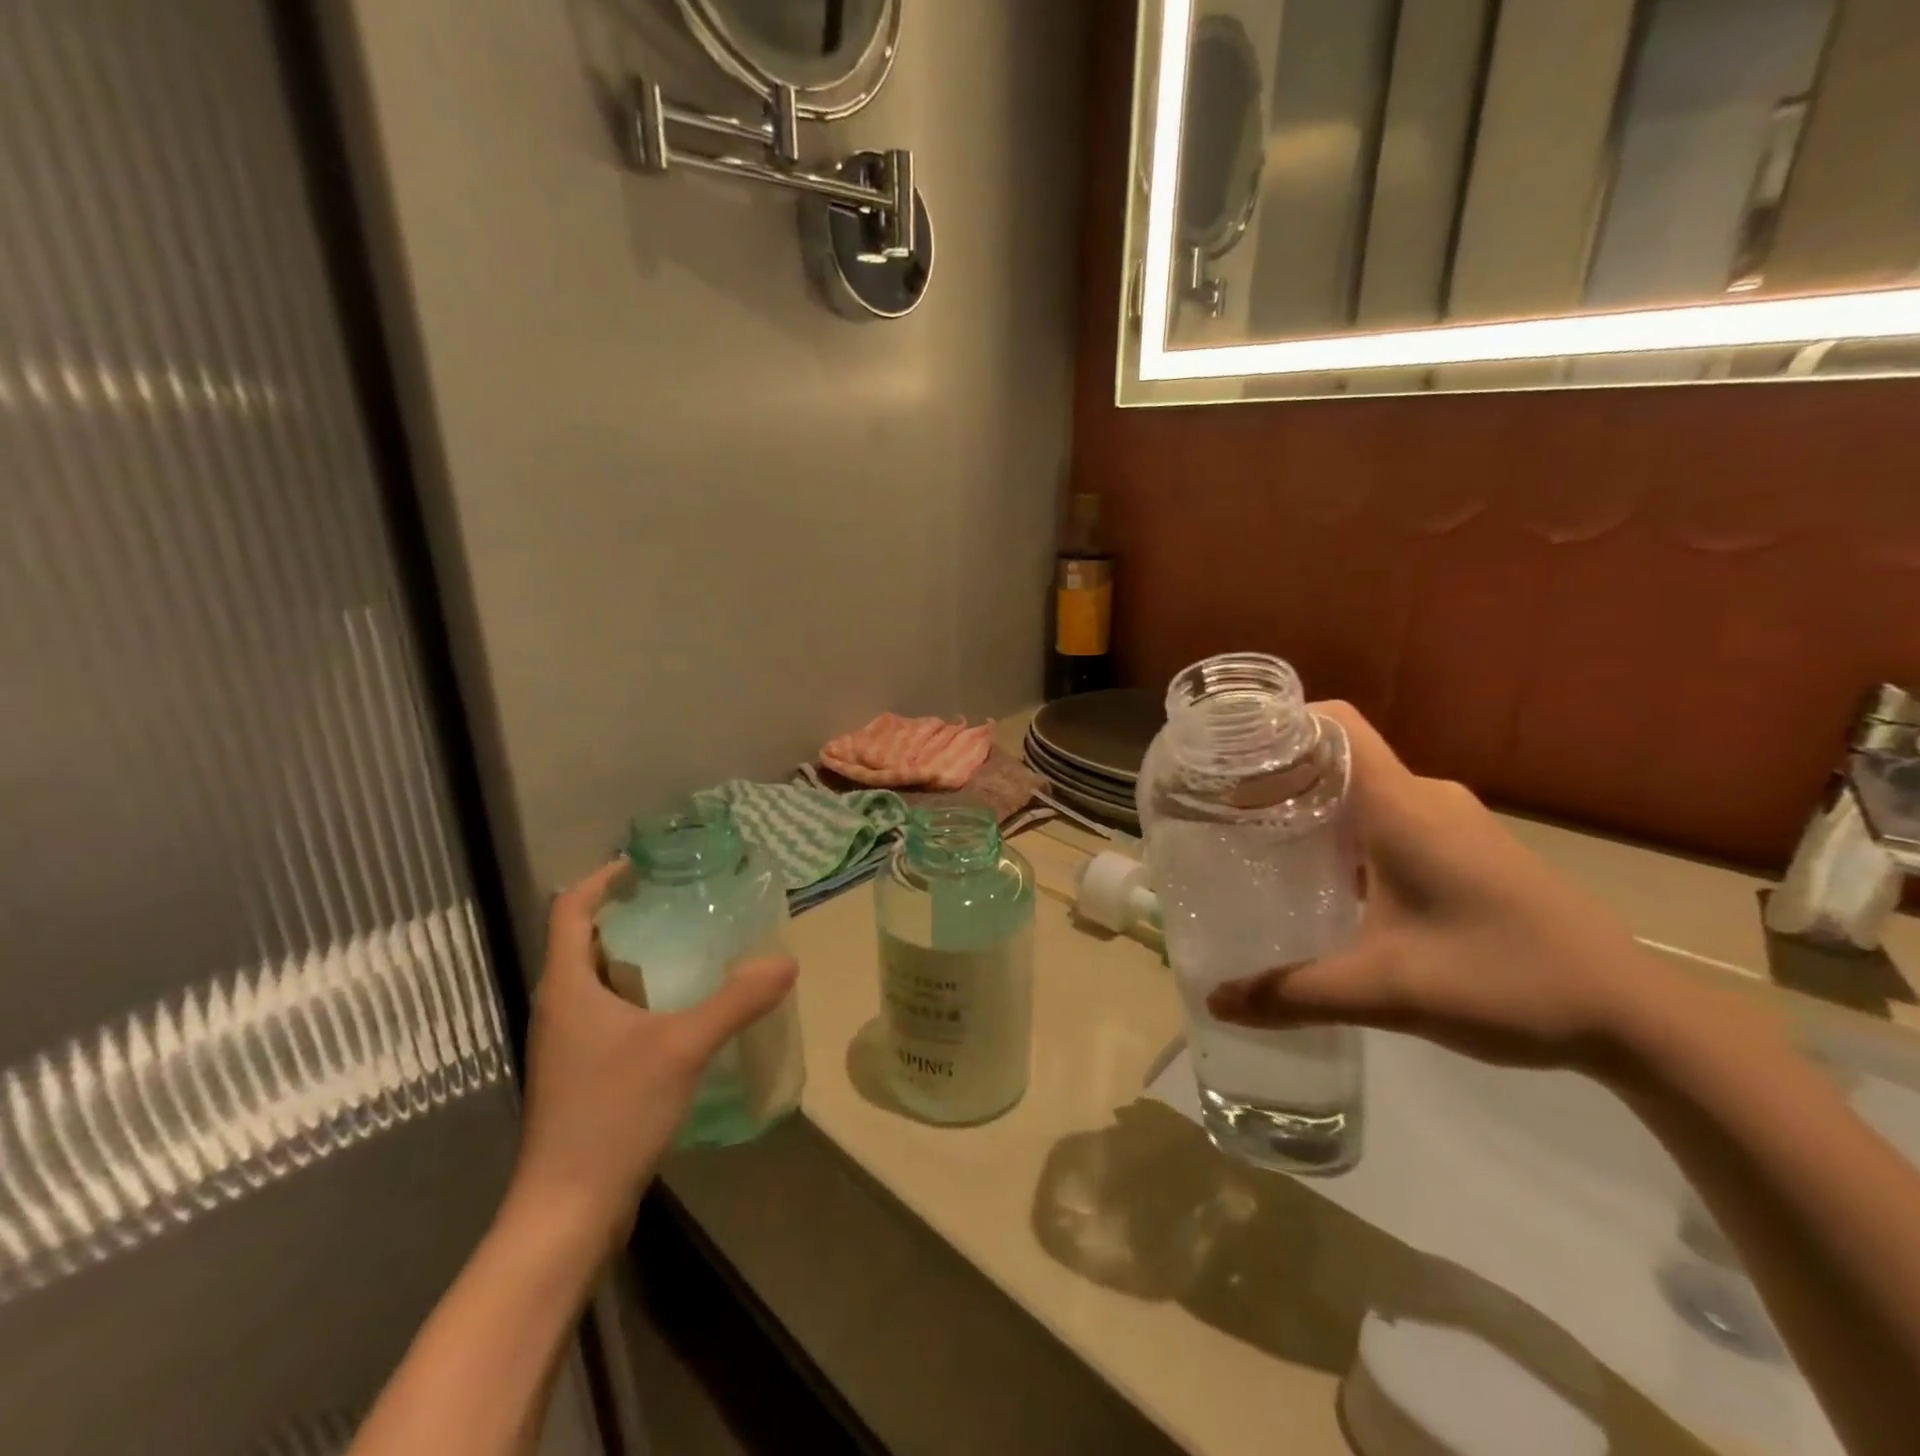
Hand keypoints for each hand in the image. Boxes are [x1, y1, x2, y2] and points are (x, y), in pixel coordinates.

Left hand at [509, 859, 796, 1254]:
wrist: (567, 1212)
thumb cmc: (612, 1115)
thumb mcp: (683, 1048)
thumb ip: (736, 1001)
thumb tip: (786, 960)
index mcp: (567, 988)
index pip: (569, 911)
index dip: (602, 880)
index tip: (644, 863)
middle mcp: (559, 1008)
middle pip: (584, 942)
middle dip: (628, 915)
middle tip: (680, 901)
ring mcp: (567, 1045)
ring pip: (597, 980)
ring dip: (635, 957)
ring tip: (689, 947)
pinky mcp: (580, 1075)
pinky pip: (608, 1014)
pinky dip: (639, 996)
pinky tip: (681, 1011)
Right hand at [1206, 702, 1676, 1076]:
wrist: (1635, 1016)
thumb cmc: (1506, 980)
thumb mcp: (1387, 991)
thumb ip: (1294, 994)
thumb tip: (1218, 1003)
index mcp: (1403, 807)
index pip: (1334, 724)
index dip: (1279, 724)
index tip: (1227, 754)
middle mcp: (1427, 798)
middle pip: (1339, 757)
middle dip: (1279, 775)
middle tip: (1223, 810)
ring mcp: (1454, 823)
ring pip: (1365, 791)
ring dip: (1313, 807)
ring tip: (1261, 842)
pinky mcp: (1470, 849)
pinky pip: (1390, 818)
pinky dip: (1347, 832)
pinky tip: (1327, 879)